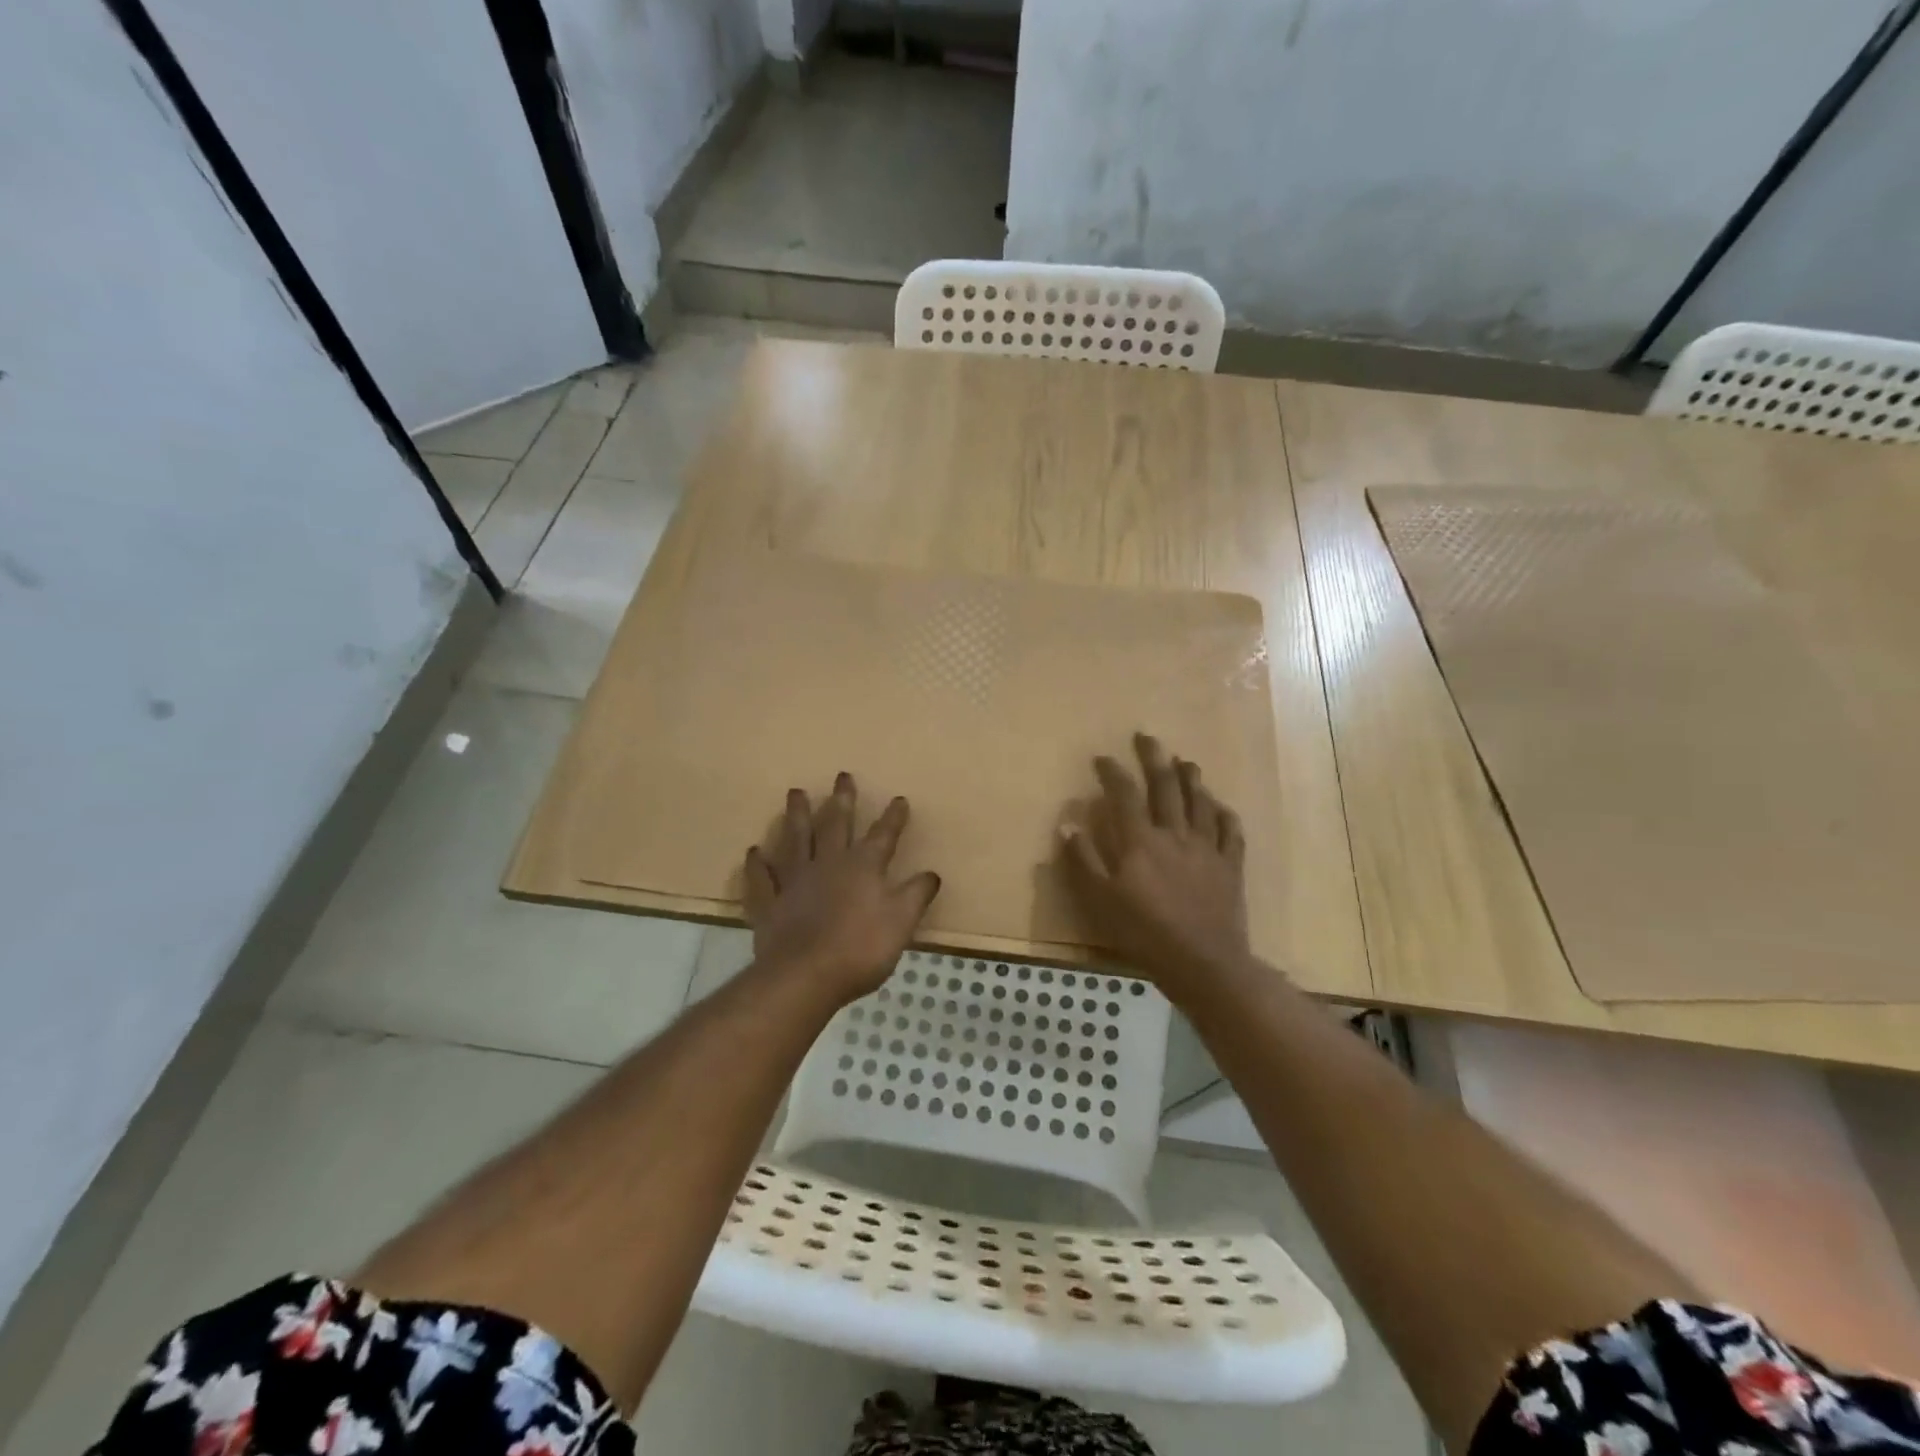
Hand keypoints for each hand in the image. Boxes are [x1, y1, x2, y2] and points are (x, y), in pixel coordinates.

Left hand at [743, 773, 941, 1004]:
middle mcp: (828, 864)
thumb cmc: (860, 949)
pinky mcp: (770, 903)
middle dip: (842, 800)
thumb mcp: (901, 922)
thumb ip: (916, 895)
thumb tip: (932, 874)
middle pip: (835, 825)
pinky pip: (762, 879)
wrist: (805, 976)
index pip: (883, 836)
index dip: (893, 818)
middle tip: (842, 776)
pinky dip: (757, 865)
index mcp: (863, 867)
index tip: (899, 799)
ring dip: (796, 815)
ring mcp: (795, 881)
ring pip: (795, 839)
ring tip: (795, 792)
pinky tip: (754, 851)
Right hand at [1059, 733, 1252, 999]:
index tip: (1102, 757)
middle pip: (1166, 787)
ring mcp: (1207, 848)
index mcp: (1140, 841)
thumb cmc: (1144, 933)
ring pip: (1200, 802)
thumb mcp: (1100, 900)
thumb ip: (1084, 860)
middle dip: (1154, 758)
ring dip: (1191, 778)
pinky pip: (1231, 833)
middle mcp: (1175, 834)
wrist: (1203, 962)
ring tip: (1185, 761)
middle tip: (1147, 737)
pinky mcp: (1230, 867)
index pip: (1125, 795)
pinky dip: (1225, 815)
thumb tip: (1068, 824)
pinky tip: (1222, 807)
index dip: (1113, 772)